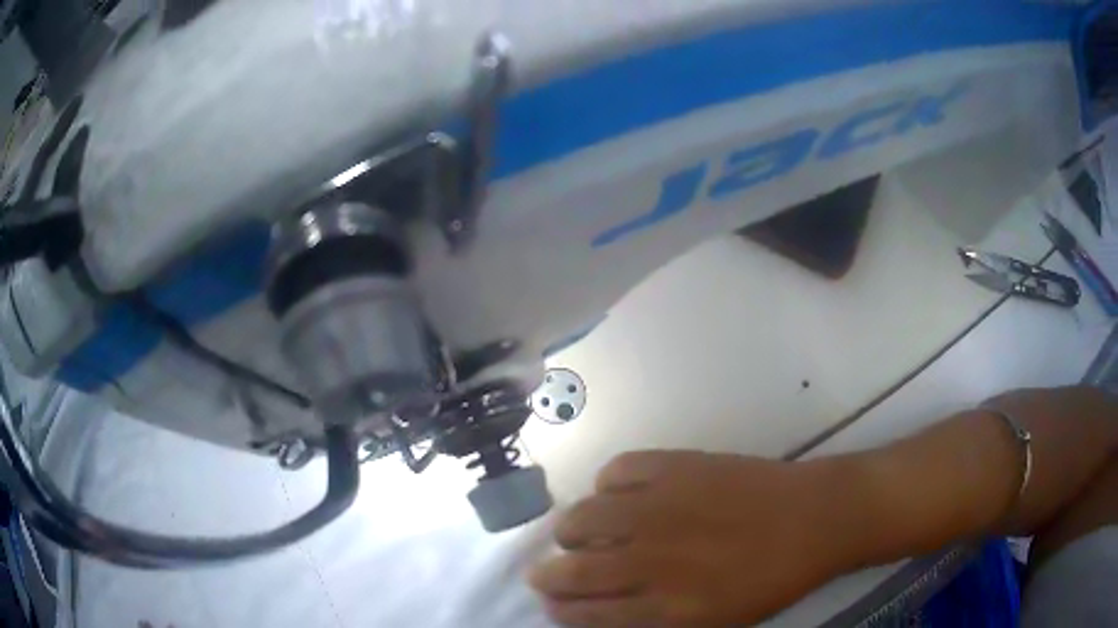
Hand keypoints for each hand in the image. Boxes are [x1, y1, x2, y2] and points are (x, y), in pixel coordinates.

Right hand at [529, 451, 850, 626]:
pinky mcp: (675, 466)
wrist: (814, 519)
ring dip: (570, 530)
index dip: (560, 609)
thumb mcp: (712, 622)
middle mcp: (650, 560)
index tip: (551, 603)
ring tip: (576, 531)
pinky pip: (617, 470)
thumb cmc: (769, 581)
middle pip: (571, 571)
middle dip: (548, 575)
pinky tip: (616, 492)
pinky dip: (607, 483)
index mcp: (663, 606)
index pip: (585, 613)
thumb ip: (654, 622)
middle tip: (548, 571)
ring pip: (581, 518)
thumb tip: (605, 612)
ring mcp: (660, 508)